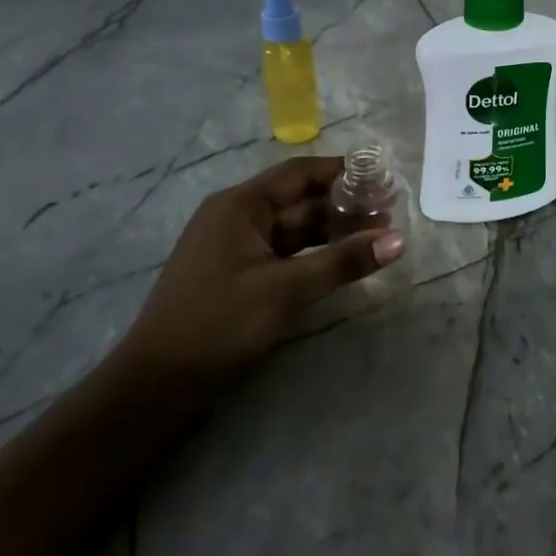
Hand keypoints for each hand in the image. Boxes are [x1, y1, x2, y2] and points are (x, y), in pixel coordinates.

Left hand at [121, 156, 403, 380]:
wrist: (157, 384)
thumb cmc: (219, 322)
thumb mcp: (286, 289)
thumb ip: (343, 262)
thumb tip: (398, 240)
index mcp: (240, 205)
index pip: (301, 173)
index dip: (342, 171)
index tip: (383, 177)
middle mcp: (237, 216)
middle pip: (300, 200)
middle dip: (344, 205)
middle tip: (391, 212)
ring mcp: (236, 247)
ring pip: (294, 229)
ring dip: (333, 231)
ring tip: (378, 236)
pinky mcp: (238, 275)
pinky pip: (284, 253)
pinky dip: (314, 254)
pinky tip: (343, 261)